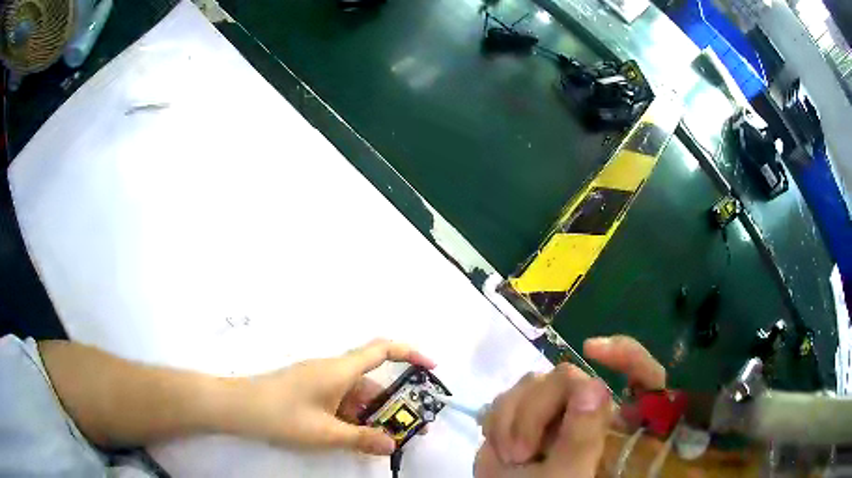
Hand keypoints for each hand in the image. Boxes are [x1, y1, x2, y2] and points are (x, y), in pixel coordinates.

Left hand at [229, 339, 433, 455]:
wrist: (238, 407)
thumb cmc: (282, 415)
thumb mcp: (325, 432)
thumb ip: (361, 439)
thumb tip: (392, 444)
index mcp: (340, 370)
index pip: (382, 350)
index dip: (410, 353)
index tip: (431, 368)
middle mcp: (333, 371)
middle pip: (373, 381)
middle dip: (395, 403)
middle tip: (411, 428)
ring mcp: (320, 381)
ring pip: (357, 395)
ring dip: (373, 414)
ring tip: (385, 439)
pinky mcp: (310, 391)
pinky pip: (341, 401)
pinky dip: (354, 416)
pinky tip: (356, 436)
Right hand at [474, 335, 664, 476]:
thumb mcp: (567, 473)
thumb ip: (582, 436)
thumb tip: (591, 384)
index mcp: (615, 424)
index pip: (643, 376)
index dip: (627, 354)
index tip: (591, 350)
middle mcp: (587, 410)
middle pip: (568, 377)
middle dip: (535, 411)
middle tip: (522, 453)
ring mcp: (554, 410)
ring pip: (534, 382)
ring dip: (512, 419)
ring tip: (511, 455)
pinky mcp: (523, 412)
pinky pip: (508, 395)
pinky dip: (498, 421)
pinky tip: (499, 446)